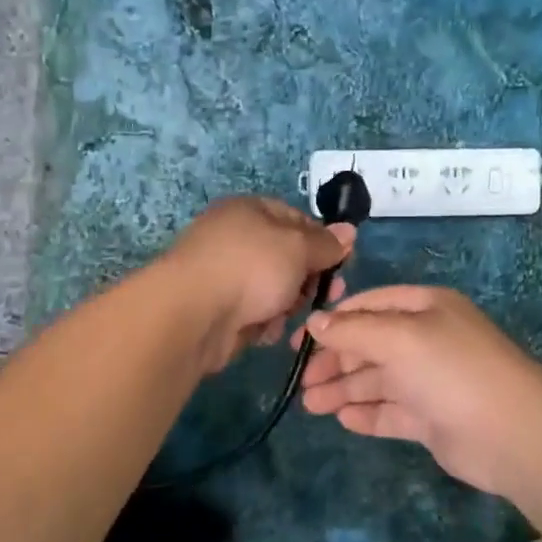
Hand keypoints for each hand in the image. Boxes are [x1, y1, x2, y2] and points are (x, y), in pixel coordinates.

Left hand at [163, 198, 354, 373]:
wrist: (193, 314)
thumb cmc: (251, 268)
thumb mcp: (298, 248)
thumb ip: (325, 243)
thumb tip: (348, 232)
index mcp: (250, 210)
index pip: (296, 218)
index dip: (322, 240)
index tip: (342, 263)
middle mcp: (235, 238)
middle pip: (286, 258)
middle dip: (308, 278)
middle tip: (327, 296)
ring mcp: (223, 275)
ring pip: (273, 289)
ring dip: (287, 305)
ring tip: (288, 316)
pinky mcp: (217, 309)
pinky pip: (254, 313)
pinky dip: (263, 322)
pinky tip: (264, 331)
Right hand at [297, 287, 541, 493]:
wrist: (511, 433)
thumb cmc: (451, 370)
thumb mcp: (398, 337)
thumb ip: (353, 330)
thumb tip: (315, 322)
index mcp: (425, 308)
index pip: (370, 306)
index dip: (333, 322)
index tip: (298, 342)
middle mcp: (428, 340)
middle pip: (371, 346)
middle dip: (335, 362)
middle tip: (302, 383)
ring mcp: (431, 381)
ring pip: (378, 381)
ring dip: (344, 390)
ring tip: (311, 406)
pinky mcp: (433, 419)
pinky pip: (392, 412)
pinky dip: (368, 414)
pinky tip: (343, 420)